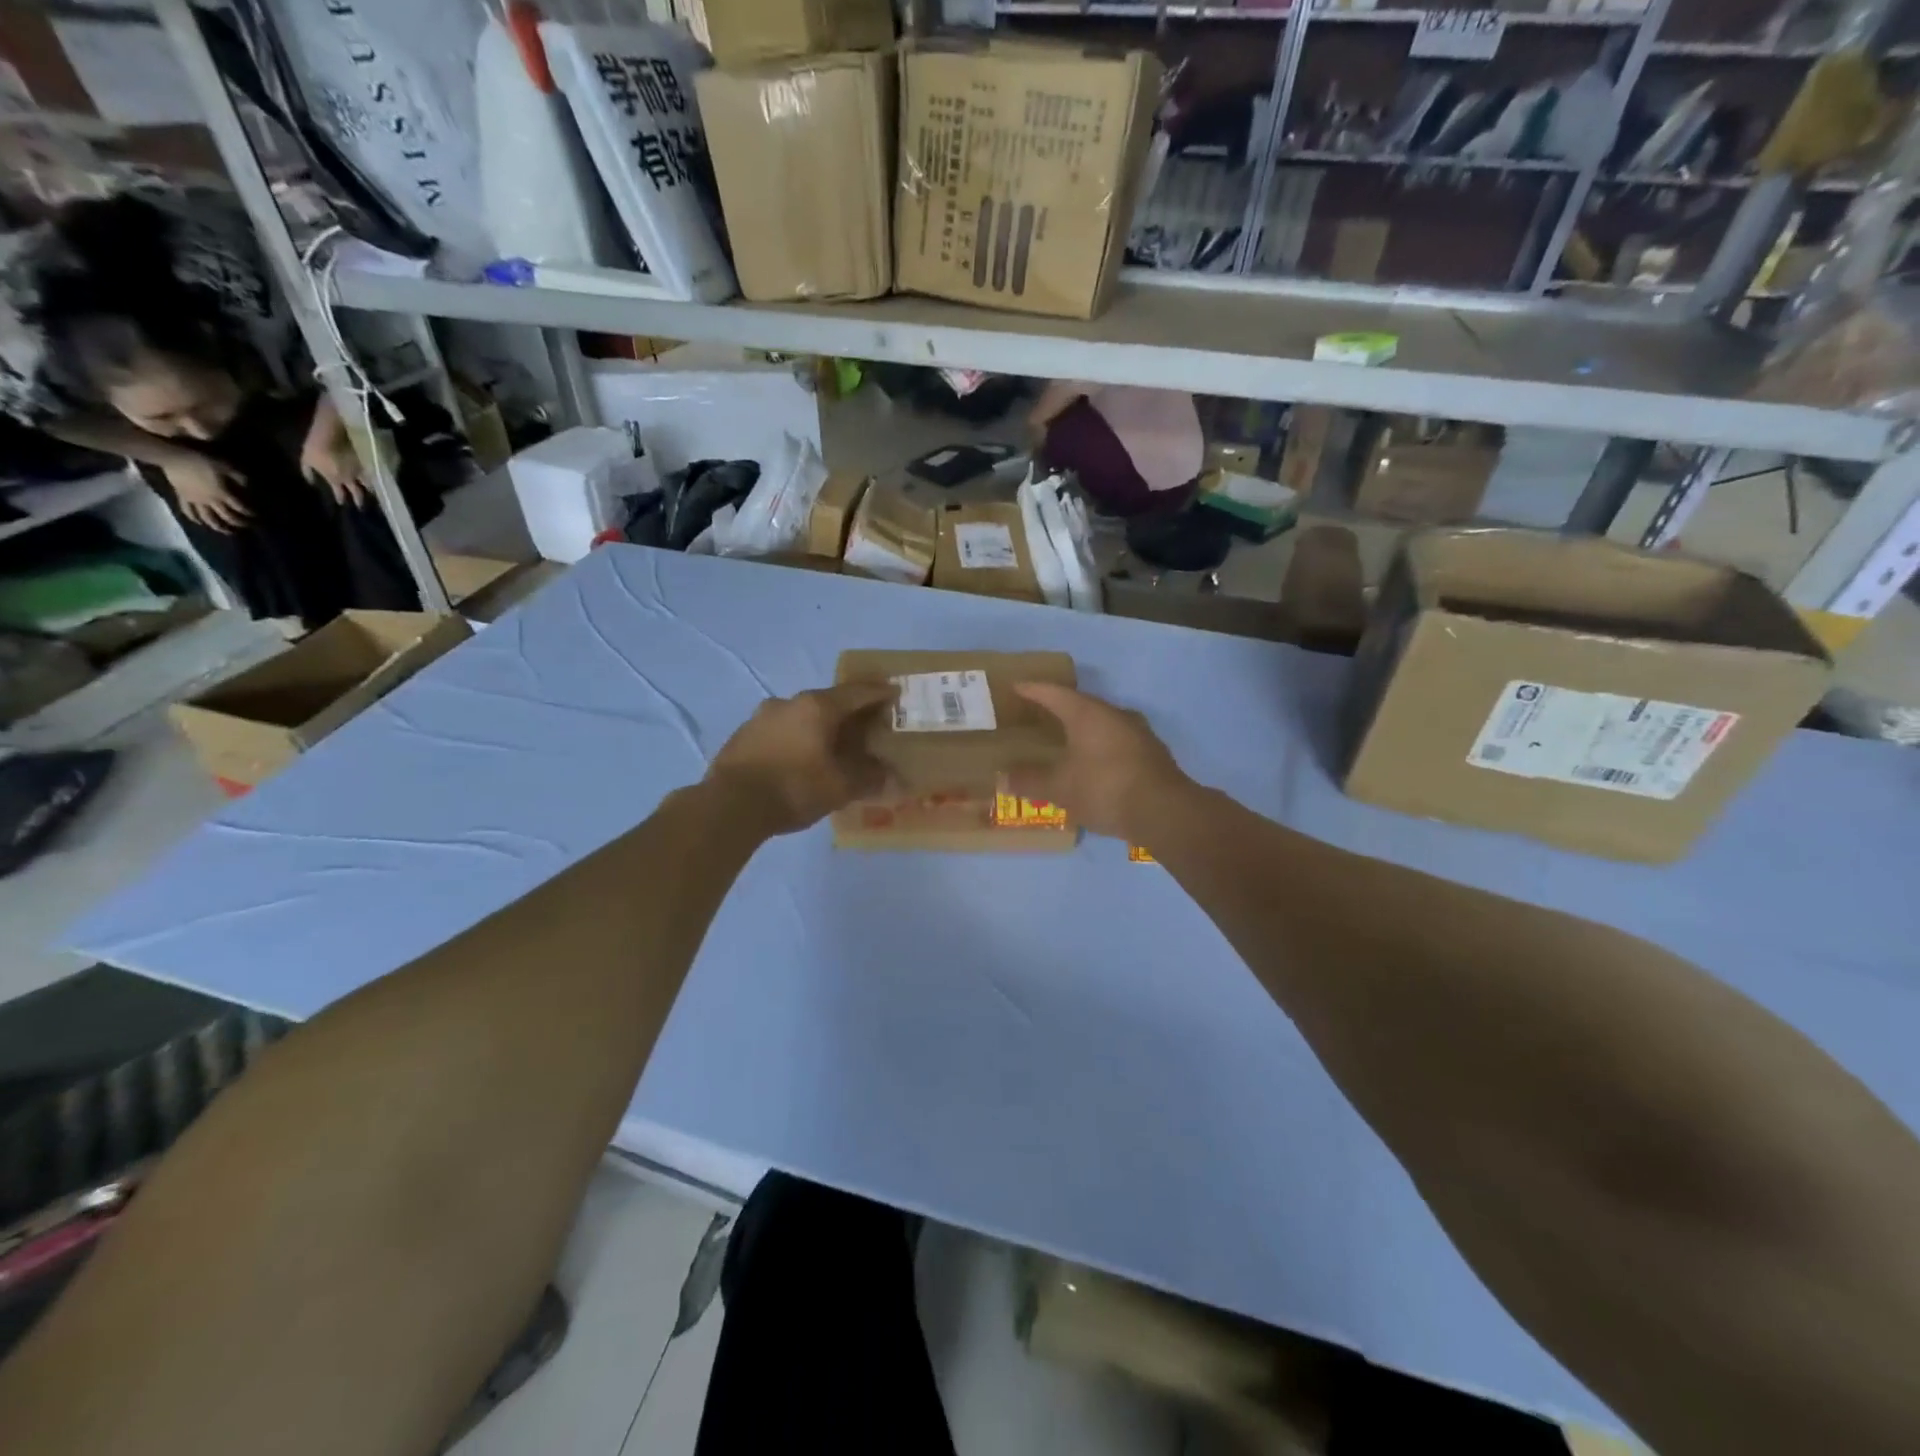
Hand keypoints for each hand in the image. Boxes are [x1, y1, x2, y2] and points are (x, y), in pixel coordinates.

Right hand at [163, 455, 249, 533]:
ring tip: (226, 532)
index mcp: (222, 494)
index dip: (250, 513)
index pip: (240, 508)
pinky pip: (188, 511)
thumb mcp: (226, 467)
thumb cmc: (201, 461)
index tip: (257, 517)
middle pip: (226, 517)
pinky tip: (199, 523)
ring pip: (207, 518)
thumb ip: (239, 478)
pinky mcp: (182, 497)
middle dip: (238, 523)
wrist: (173, 457)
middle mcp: (210, 501)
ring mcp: (195, 501)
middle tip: (246, 527)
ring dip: (218, 527)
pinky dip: (194, 519)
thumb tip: (248, 487)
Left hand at [301, 424, 367, 507]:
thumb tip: (310, 482)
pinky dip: (374, 477)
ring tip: (372, 492)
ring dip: (370, 489)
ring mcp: (360, 471)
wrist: (332, 434)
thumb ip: (308, 472)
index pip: (339, 493)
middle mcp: (350, 478)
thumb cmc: (316, 447)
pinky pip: (372, 473)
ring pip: (369, 484)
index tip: (341, 503)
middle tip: (361, 506)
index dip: (340, 498)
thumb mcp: (306, 459)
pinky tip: (376, 478)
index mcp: (335, 479)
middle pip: (358, 493)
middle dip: (359, 500)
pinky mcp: (367, 463)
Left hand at [705, 681, 895, 836]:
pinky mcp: (743, 735)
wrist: (729, 806)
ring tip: (833, 746)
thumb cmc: (794, 788)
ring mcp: (762, 717)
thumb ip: (868, 778)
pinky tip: (801, 759)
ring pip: (802, 716)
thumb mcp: (840, 787)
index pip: (857, 693)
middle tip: (867, 727)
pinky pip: (782, 731)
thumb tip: (890, 776)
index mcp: (817, 706)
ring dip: (820, 727)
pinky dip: (798, 739)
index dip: (879, 693)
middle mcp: (789, 702)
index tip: (894, 693)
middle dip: (849, 713)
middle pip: (828, 702)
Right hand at [1007, 683, 1193, 841]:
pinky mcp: (1152, 753)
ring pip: (1102, 723)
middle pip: (1081, 705)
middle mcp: (1114, 714)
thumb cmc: (1104, 789)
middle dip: (1059, 709)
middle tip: (1038, 714)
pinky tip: (1093, 763)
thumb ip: (1030, 781)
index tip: (1016, 686)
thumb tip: (1002, 778)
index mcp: (1088, 713)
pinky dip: (1100, 747)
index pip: (1054, 693)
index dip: (1033, 690)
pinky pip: (1117, 741)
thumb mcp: (1060, 788)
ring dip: (1083, 729)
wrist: (1165, 812)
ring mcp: (1138, 732)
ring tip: (1065, 739)